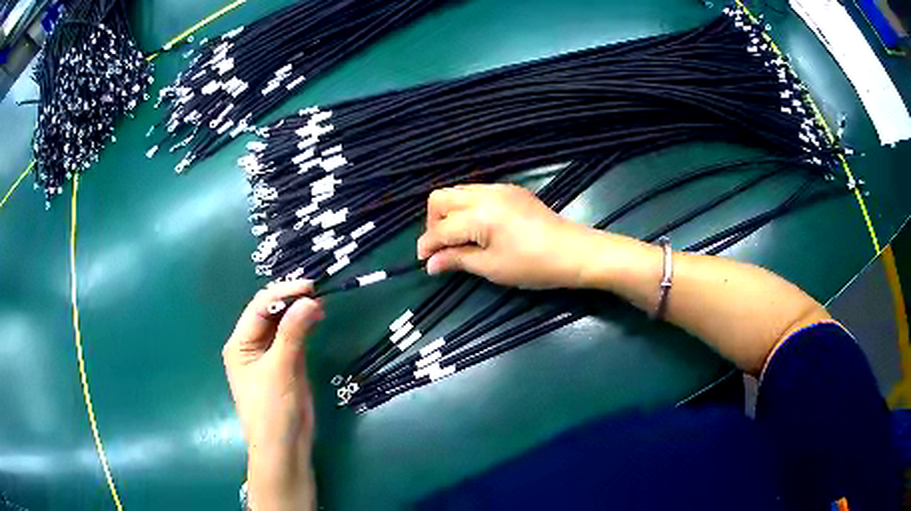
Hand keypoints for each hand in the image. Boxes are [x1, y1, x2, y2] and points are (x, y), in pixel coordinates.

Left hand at [223, 281, 322, 510]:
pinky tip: (316, 318)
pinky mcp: (285, 364)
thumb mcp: (280, 369)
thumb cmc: (272, 409)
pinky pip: (293, 338)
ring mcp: (269, 355)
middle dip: (291, 300)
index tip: (310, 287)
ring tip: (320, 304)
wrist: (284, 447)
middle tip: (318, 294)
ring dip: (299, 312)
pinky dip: (304, 327)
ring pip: (283, 324)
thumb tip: (310, 300)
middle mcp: (251, 344)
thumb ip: (293, 333)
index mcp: (240, 343)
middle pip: (269, 313)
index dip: (283, 293)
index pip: (259, 307)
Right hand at [417, 184, 595, 288]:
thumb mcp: (491, 267)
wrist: (574, 251)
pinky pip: (476, 192)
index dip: (427, 246)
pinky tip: (478, 228)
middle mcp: (484, 194)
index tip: (424, 262)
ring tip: (458, 239)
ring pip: (457, 192)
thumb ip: (457, 260)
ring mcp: (499, 188)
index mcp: (478, 214)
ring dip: (449, 213)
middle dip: (433, 223)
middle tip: (442, 248)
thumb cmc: (533, 265)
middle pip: (440, 198)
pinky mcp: (510, 190)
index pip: (440, 228)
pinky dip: (467, 208)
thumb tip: (430, 264)